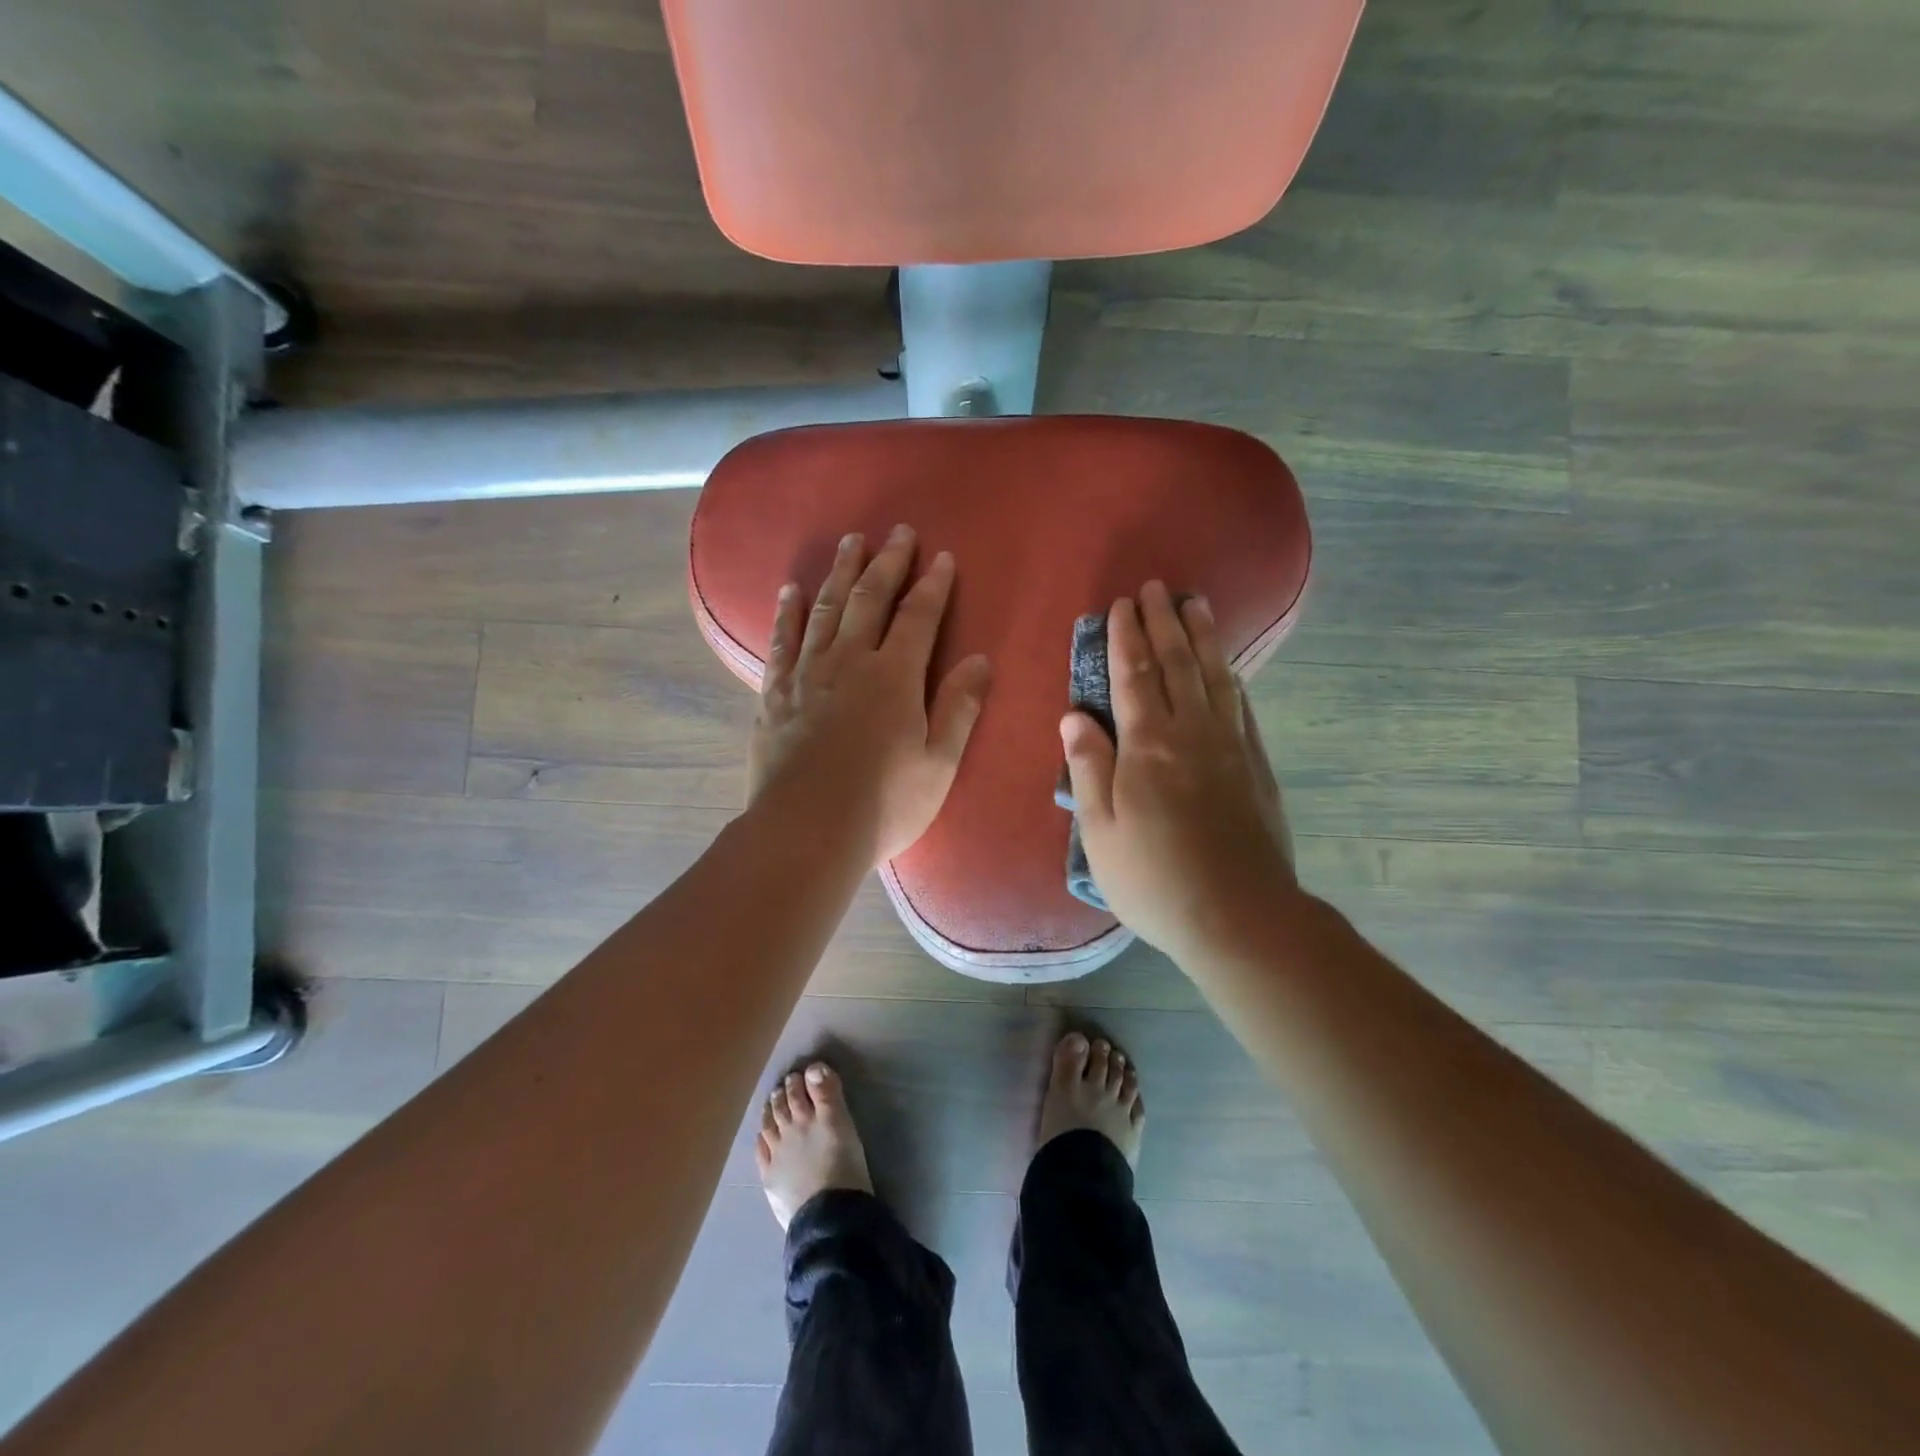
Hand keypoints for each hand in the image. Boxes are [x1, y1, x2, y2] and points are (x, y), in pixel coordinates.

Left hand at [749, 525, 991, 865]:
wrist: (806, 831)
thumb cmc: (884, 803)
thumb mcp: (938, 762)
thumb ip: (959, 708)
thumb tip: (980, 660)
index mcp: (895, 676)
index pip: (919, 617)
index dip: (933, 585)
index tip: (942, 557)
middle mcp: (850, 661)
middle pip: (870, 599)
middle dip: (887, 562)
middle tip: (897, 533)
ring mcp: (808, 674)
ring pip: (827, 609)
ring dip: (841, 573)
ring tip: (850, 543)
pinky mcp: (776, 693)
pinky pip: (783, 640)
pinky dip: (789, 612)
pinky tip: (792, 591)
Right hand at [1060, 580, 1294, 959]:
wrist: (1239, 915)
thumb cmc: (1153, 878)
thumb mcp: (1100, 830)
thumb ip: (1088, 767)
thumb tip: (1074, 715)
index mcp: (1148, 747)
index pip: (1134, 677)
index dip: (1126, 638)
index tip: (1121, 605)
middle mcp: (1193, 734)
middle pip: (1177, 665)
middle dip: (1163, 623)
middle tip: (1156, 588)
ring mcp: (1231, 748)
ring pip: (1215, 677)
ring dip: (1202, 638)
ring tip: (1196, 604)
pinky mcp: (1256, 767)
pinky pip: (1241, 708)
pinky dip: (1230, 679)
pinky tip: (1226, 669)